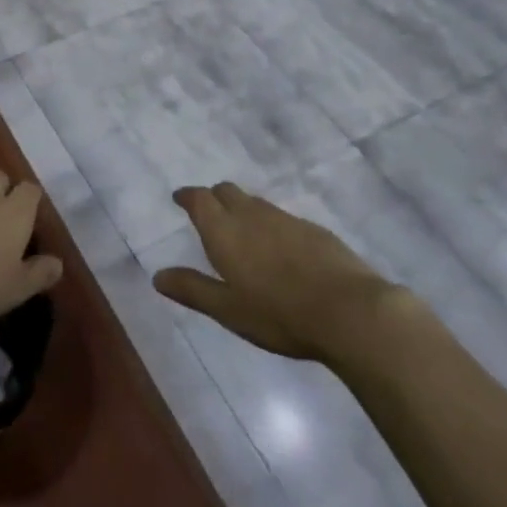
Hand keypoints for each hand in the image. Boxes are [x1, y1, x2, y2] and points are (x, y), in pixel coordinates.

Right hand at [153, 182, 400, 360]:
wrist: (349, 311)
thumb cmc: (278, 314)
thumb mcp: (228, 310)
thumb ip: (193, 289)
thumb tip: (157, 276)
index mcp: (225, 230)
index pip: (200, 199)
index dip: (187, 196)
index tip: (179, 198)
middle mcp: (252, 215)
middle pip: (227, 192)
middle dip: (213, 197)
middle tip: (208, 212)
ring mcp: (286, 219)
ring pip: (255, 202)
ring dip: (242, 208)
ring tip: (241, 229)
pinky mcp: (314, 229)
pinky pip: (281, 217)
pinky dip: (269, 224)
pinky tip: (278, 247)